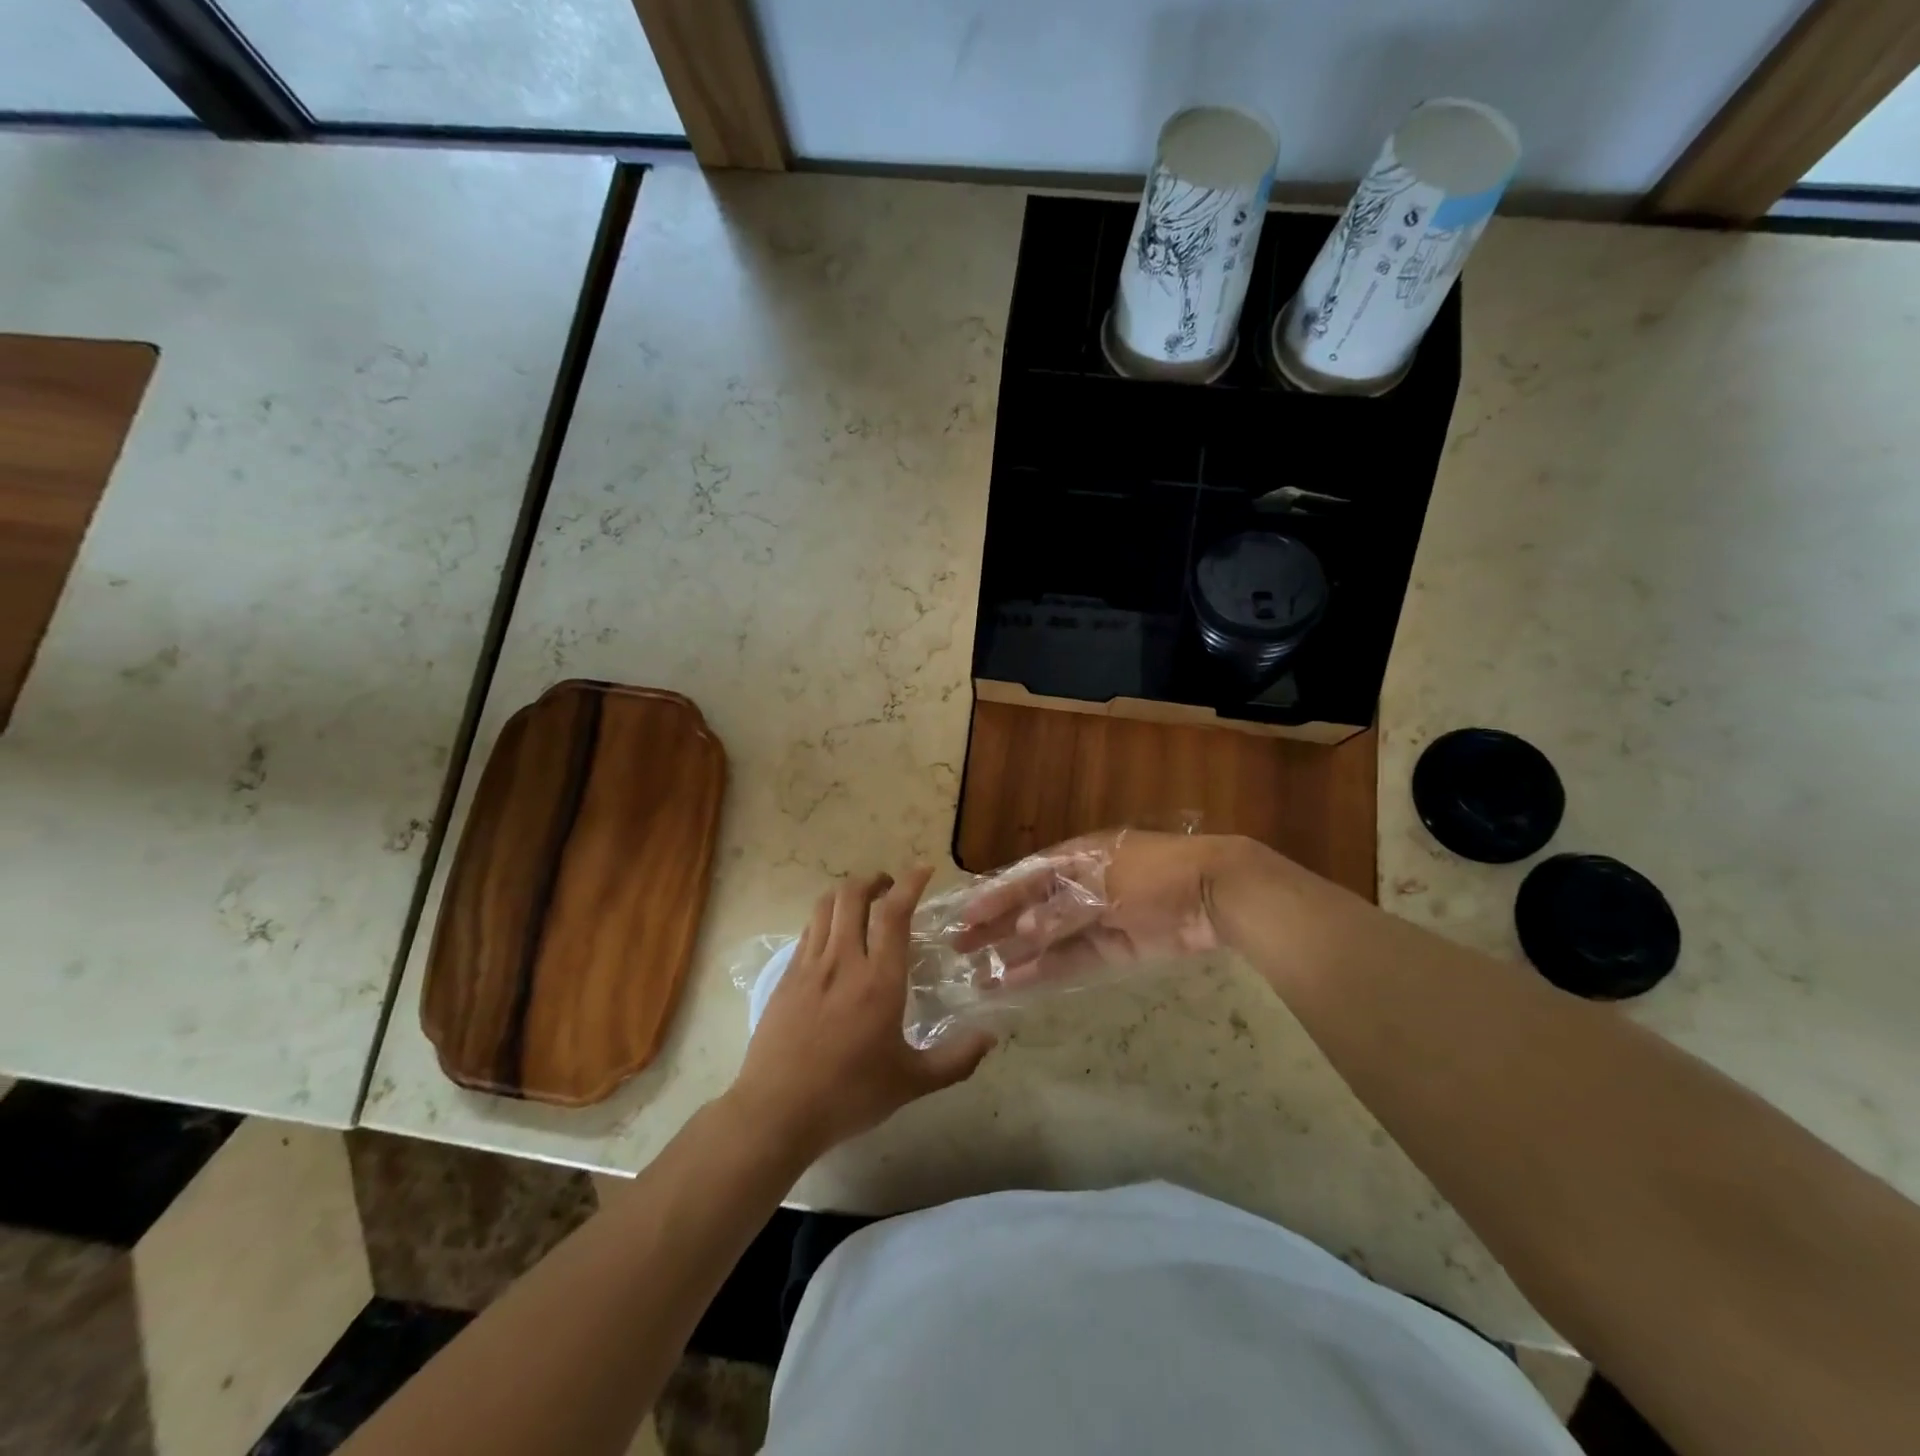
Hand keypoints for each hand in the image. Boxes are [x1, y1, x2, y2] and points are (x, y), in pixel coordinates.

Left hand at [729, 868, 995, 1160]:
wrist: (776, 1112)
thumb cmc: (849, 1096)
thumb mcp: (911, 1083)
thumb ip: (955, 1060)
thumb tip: (990, 1037)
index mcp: (879, 980)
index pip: (894, 913)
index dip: (910, 883)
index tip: (924, 870)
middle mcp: (843, 961)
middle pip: (852, 894)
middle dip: (874, 880)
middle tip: (890, 888)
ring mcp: (809, 966)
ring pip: (826, 906)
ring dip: (847, 893)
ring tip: (862, 903)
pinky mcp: (785, 978)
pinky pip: (808, 930)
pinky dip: (826, 918)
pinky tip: (834, 937)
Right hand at [950, 831, 1261, 983]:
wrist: (1215, 894)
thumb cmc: (1154, 874)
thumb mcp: (1104, 884)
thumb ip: (1062, 909)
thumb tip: (1024, 933)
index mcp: (1075, 858)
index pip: (1025, 878)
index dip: (995, 897)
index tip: (965, 916)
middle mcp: (1080, 886)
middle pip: (1030, 908)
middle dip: (997, 928)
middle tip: (959, 949)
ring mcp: (1097, 919)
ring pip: (1047, 939)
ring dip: (1016, 955)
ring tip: (980, 976)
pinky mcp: (1114, 949)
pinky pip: (1072, 960)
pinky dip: (1046, 971)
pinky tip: (1017, 983)